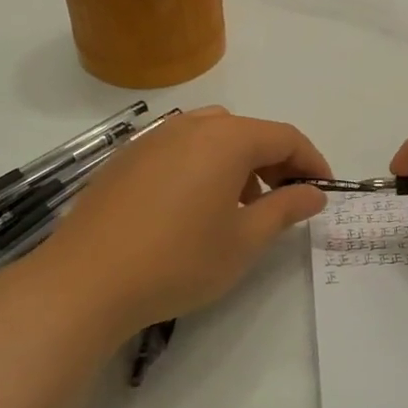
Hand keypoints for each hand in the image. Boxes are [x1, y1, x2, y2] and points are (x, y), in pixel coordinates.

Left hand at [8, 108, 329, 343]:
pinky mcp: (126, 158)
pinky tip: (193, 207)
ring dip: (238, 162)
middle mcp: (190, 126)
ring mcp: (153, 138)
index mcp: (226, 139)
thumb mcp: (243, 242)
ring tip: (239, 207)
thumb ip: (285, 209)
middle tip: (286, 200)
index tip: (323, 190)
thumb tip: (314, 193)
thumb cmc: (177, 261)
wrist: (84, 281)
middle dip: (275, 161)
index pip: (285, 136)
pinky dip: (202, 165)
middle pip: (248, 131)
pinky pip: (179, 148)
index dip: (311, 161)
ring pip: (212, 136)